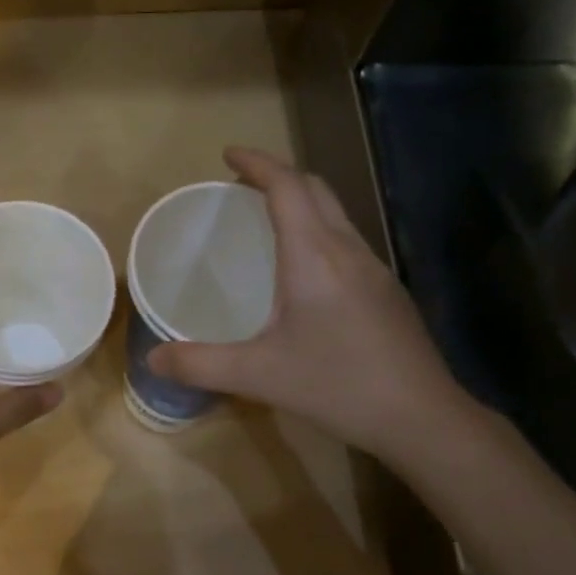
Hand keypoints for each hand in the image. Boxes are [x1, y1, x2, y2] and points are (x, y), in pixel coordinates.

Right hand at [147, 147, 481, 467]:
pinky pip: (347, 242)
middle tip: (242, 186)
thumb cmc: (338, 385)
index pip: (288, 187)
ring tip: (268, 220)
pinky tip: (304, 273)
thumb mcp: (258, 375)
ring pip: (336, 215)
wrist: (423, 419)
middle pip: (316, 190)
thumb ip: (200, 364)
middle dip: (278, 176)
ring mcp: (375, 270)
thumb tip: (152, 358)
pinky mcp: (387, 292)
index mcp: (314, 256)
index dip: (258, 163)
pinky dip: (318, 232)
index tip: (228, 155)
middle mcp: (348, 251)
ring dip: (302, 203)